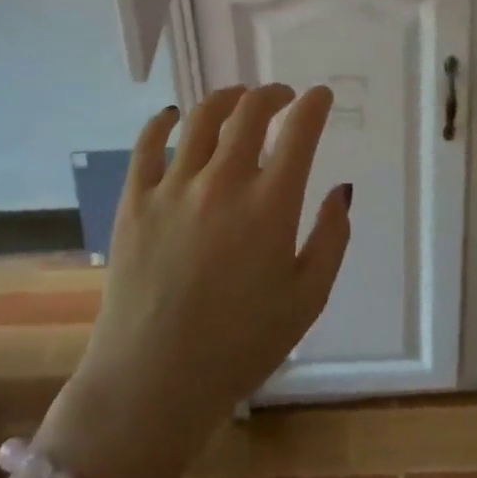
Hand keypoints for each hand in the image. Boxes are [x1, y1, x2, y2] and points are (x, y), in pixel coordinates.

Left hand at [37, 85, 350, 477]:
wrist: (153, 383)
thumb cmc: (241, 346)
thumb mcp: (307, 299)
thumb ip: (331, 238)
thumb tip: (341, 189)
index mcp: (270, 205)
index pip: (299, 132)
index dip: (314, 105)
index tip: (321, 96)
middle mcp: (223, 182)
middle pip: (250, 112)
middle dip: (272, 94)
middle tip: (282, 97)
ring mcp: (174, 188)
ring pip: (202, 118)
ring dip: (226, 98)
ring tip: (237, 98)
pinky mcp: (135, 201)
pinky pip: (148, 145)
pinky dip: (164, 122)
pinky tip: (173, 116)